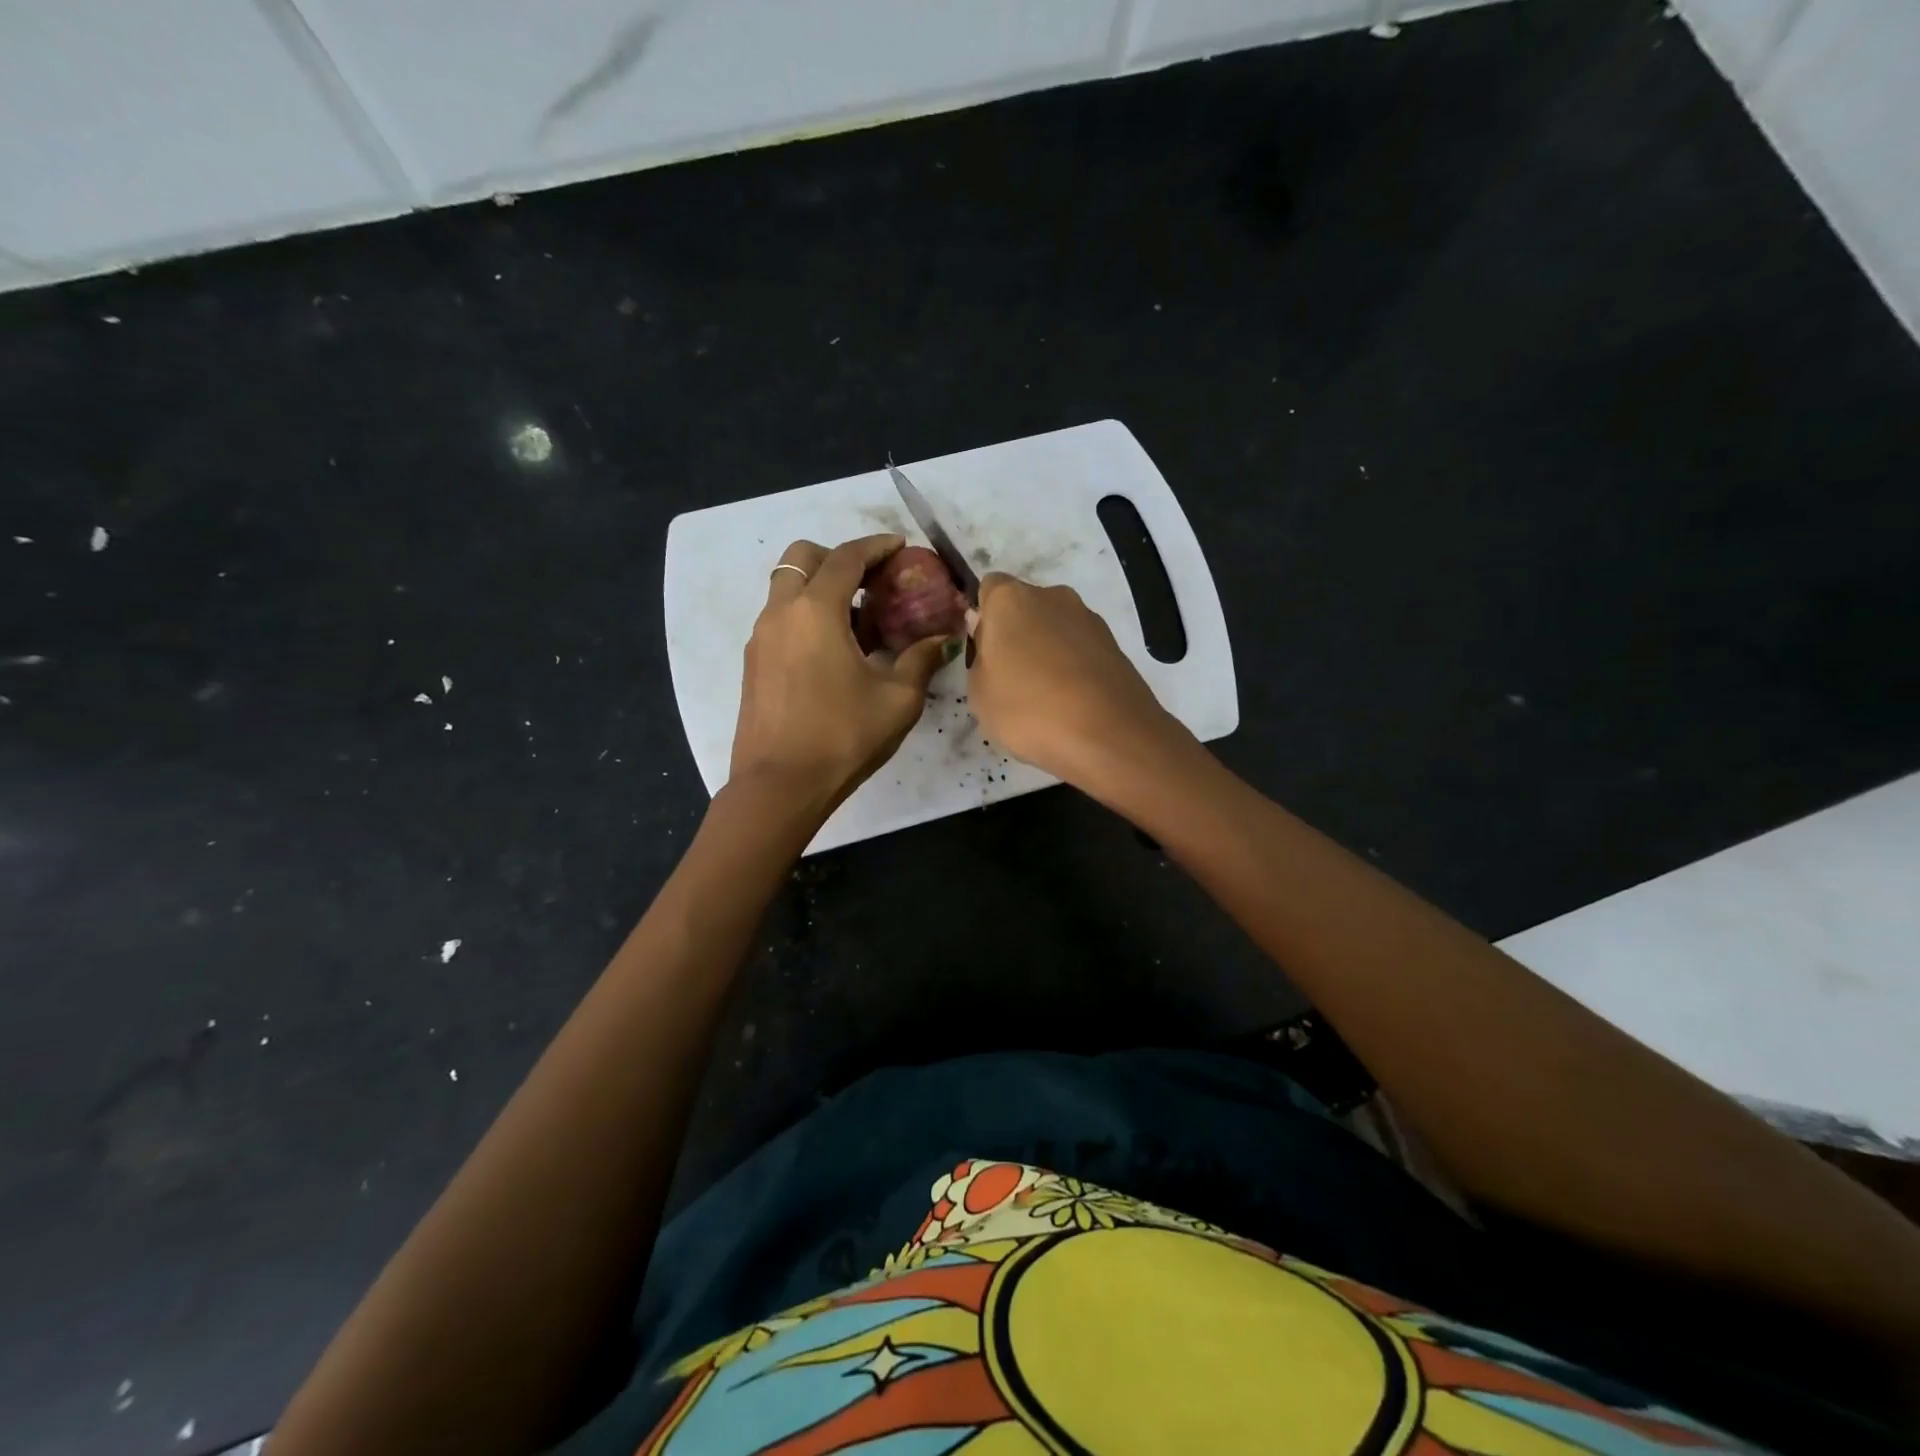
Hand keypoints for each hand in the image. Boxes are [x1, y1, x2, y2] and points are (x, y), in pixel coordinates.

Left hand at [729, 535, 954, 811]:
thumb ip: (921, 660)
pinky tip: (832, 651)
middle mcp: (781, 612)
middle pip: (803, 557)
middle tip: (872, 582)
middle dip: (839, 558)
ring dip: (820, 587)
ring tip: (857, 620)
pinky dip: (805, 614)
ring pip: (787, 587)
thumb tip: (943, 640)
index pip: (847, 557)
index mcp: (816, 611)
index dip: (877, 546)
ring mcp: (761, 637)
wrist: (780, 786)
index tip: (900, 547)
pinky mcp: (753, 662)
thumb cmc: (843, 737)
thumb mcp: (898, 700)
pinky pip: (780, 617)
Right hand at [966, 573, 1186, 789]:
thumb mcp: (978, 693)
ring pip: (1056, 630)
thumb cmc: (1028, 710)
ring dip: (1047, 653)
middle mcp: (1053, 596)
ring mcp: (1089, 619)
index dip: (984, 619)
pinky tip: (1072, 704)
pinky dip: (1073, 669)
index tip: (983, 653)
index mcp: (1010, 599)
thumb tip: (989, 638)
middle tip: (1010, 679)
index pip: (989, 588)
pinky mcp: (1115, 646)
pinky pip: (1081, 652)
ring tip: (1044, 699)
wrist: (1109, 735)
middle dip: (1017, 635)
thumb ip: (980, 657)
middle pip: (1025, 608)